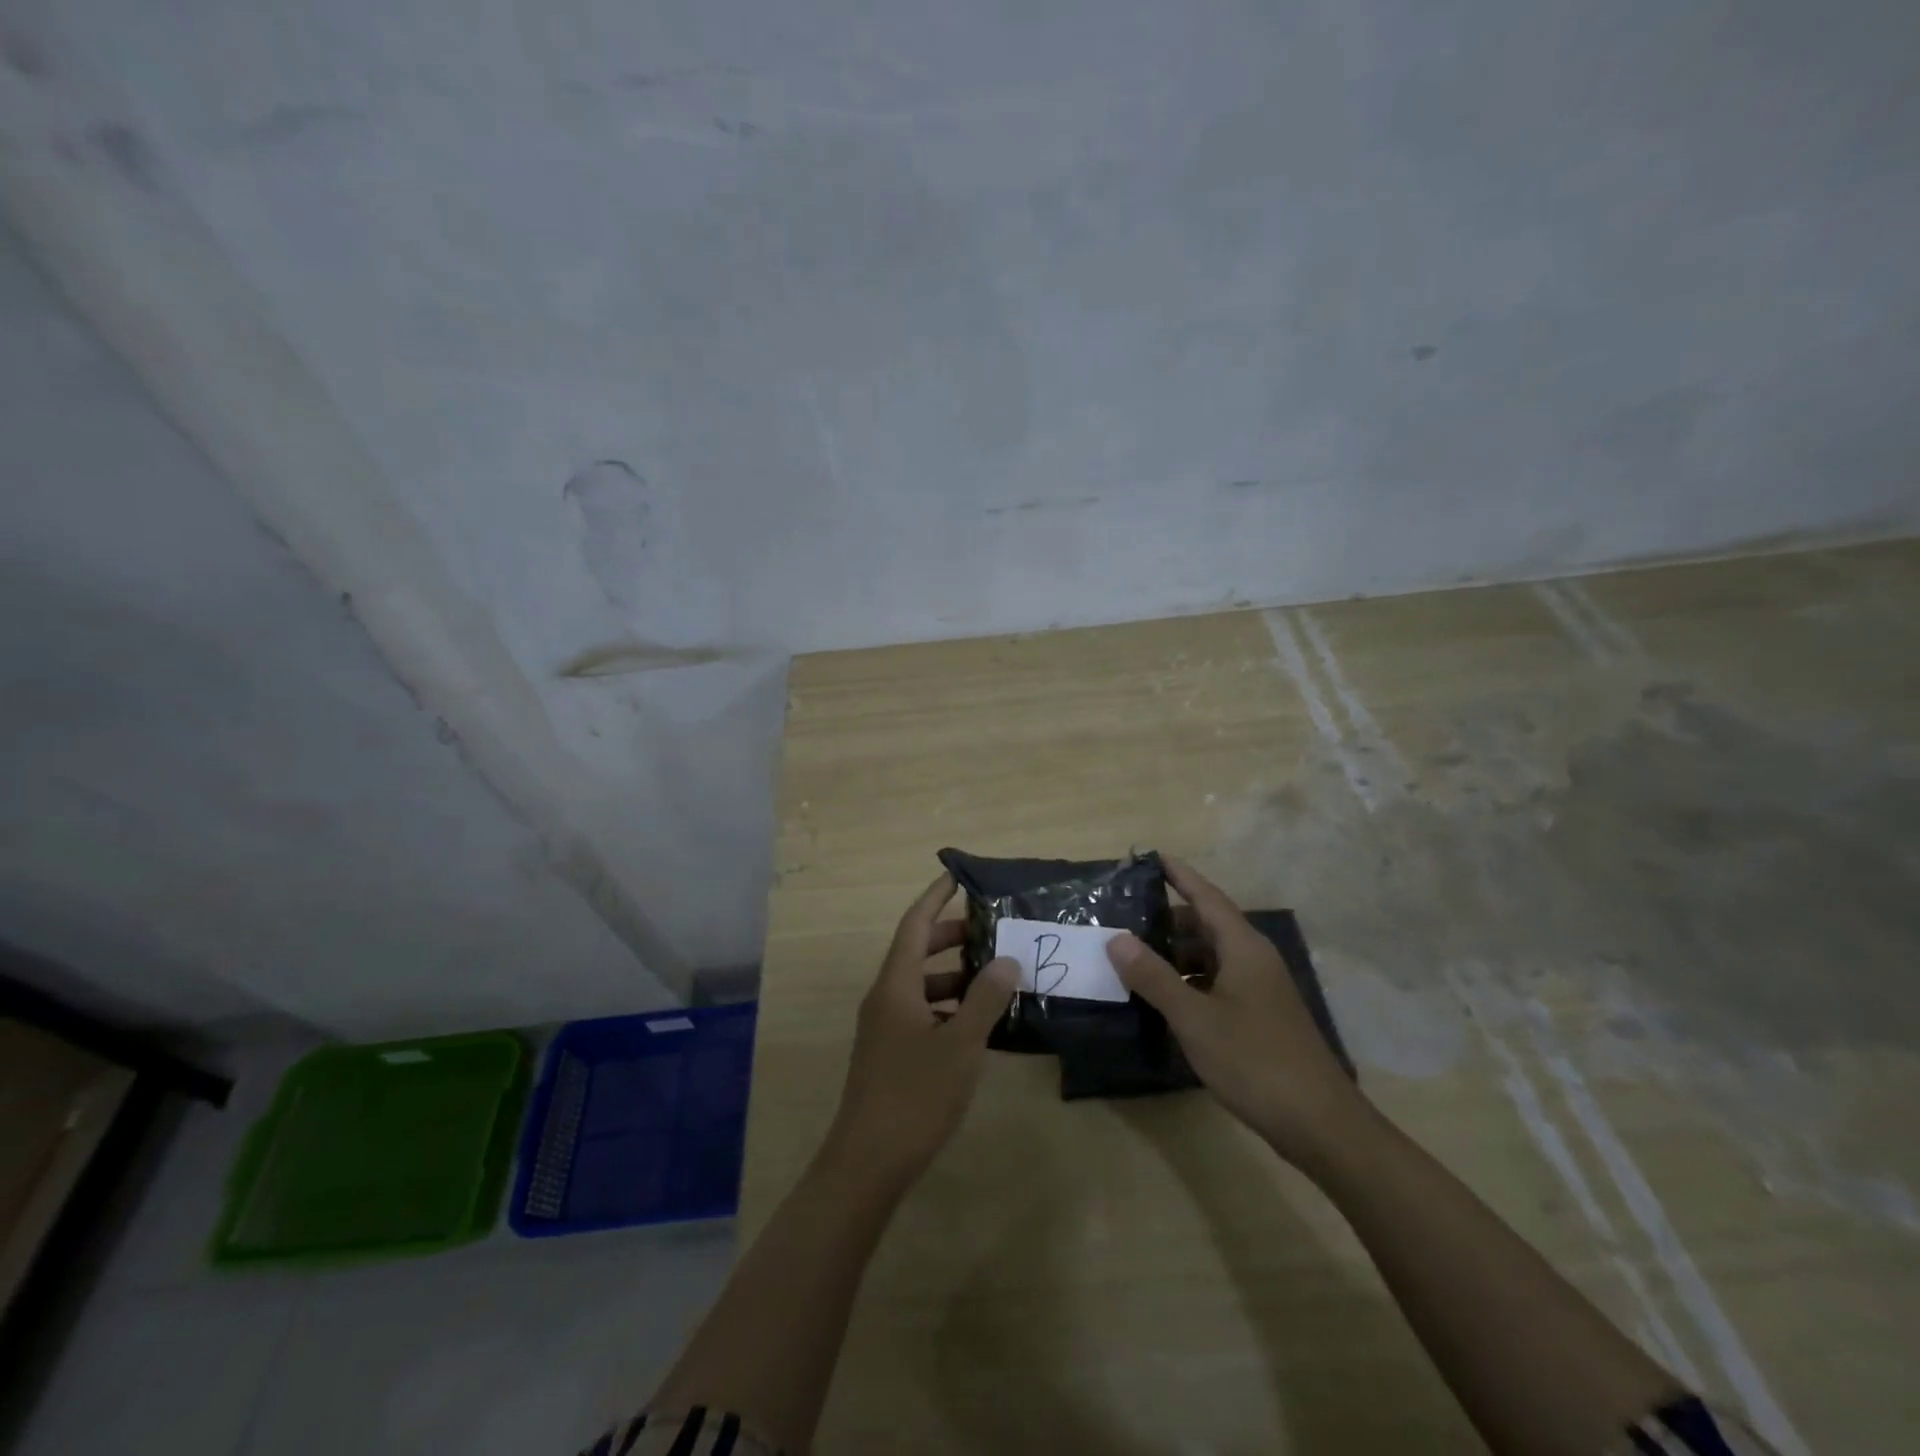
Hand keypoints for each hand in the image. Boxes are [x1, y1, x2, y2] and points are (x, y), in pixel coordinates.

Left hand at [824, 873, 1017, 1190]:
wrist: (868, 1162)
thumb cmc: (915, 1094)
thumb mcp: (961, 1044)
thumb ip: (985, 999)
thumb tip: (1006, 961)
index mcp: (896, 985)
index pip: (915, 924)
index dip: (935, 897)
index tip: (957, 877)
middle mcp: (886, 998)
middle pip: (918, 952)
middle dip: (952, 938)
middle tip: (992, 932)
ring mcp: (885, 1028)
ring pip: (922, 986)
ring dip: (955, 977)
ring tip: (996, 978)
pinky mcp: (891, 1054)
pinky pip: (922, 1014)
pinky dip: (949, 1009)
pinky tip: (981, 1026)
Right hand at [1106, 857, 1366, 1167]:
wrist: (1320, 1125)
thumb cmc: (1255, 1061)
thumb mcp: (1194, 1018)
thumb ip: (1154, 977)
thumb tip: (1117, 939)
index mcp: (1243, 948)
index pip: (1206, 896)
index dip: (1179, 875)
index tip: (1151, 857)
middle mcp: (1254, 960)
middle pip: (1207, 925)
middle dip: (1168, 920)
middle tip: (1126, 919)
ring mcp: (1261, 990)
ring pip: (1212, 957)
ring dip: (1177, 954)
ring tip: (1135, 959)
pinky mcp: (1261, 1017)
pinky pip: (1218, 983)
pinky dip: (1190, 982)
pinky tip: (1165, 999)